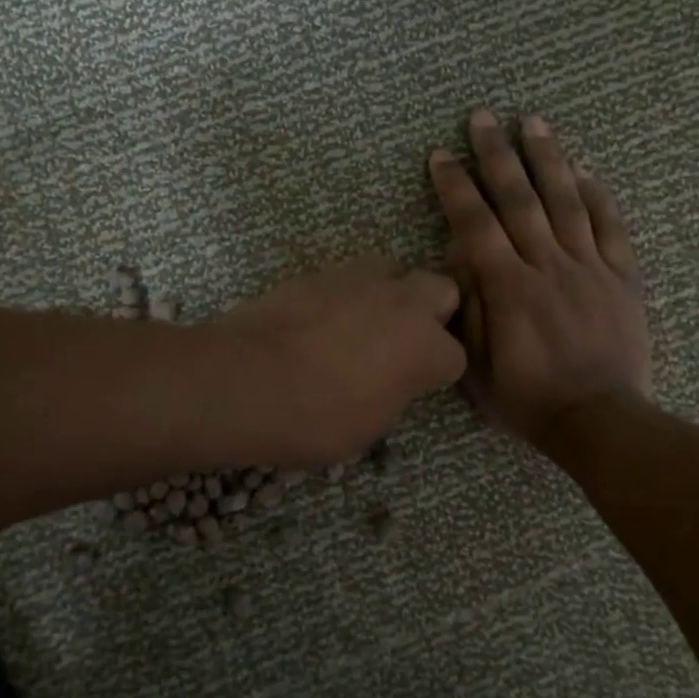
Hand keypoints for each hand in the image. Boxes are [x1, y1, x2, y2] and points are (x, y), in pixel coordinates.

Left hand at [210, 257, 465, 466]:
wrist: (244, 379)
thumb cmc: (314, 418)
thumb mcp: (369, 426)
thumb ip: (394, 392)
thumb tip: (391, 378)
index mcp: (424, 347)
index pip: (454, 356)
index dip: (436, 372)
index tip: (417, 385)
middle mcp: (401, 302)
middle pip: (441, 290)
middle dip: (431, 313)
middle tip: (403, 342)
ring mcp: (358, 279)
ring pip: (393, 271)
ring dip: (388, 294)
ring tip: (360, 325)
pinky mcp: (318, 272)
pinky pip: (348, 277)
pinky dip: (345, 295)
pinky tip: (321, 321)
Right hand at [428, 110, 649, 446]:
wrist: (600, 422)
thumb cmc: (529, 400)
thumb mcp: (476, 368)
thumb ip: (467, 309)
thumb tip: (459, 258)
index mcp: (509, 288)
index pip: (476, 224)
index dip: (456, 186)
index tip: (441, 155)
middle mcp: (548, 266)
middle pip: (519, 199)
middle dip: (497, 154)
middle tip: (482, 117)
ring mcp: (589, 268)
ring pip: (567, 202)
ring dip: (548, 159)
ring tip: (534, 122)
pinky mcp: (622, 278)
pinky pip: (611, 228)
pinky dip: (599, 196)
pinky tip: (585, 170)